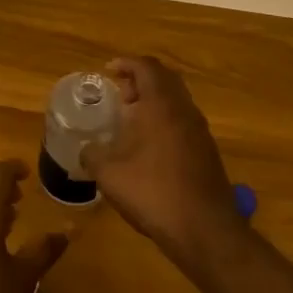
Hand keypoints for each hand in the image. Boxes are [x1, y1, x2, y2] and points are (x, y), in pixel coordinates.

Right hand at [82, 57, 247, 268]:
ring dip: (154, 103)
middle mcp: (184, 110)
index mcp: (161, 105)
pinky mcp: (207, 153)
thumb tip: (86, 150)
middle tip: (119, 95)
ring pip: (176, 103)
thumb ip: (92, 155)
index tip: (108, 71)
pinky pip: (182, 123)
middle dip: (141, 81)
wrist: (204, 229)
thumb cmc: (152, 191)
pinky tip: (147, 148)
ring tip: (129, 121)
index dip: (126, 64)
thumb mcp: (108, 173)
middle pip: (165, 80)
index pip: (146, 67)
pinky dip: (164, 123)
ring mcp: (200, 132)